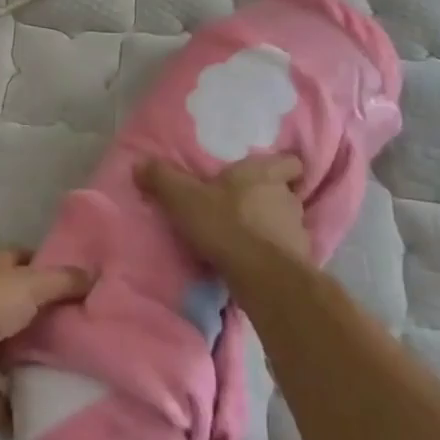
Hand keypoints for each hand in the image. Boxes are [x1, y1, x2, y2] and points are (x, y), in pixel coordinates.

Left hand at [0, 251, 91, 429]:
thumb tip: (94, 275)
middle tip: (82, 330)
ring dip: (28, 359)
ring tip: (70, 371)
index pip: (21, 261)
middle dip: (43, 317)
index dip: (47, 269)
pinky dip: (14, 406)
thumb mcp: (31, 283)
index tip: (77, 283)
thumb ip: (62, 281)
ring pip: (7, 348)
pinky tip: (43, 412)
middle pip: (16, 305)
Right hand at [137, 154, 310, 275]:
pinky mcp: (300, 263)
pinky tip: (254, 264)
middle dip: (268, 200)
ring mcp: (298, 231)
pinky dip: (274, 256)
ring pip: (287, 223)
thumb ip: (162, 179)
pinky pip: (287, 253)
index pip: (289, 162)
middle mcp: (287, 198)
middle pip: (285, 193)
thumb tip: (139, 163)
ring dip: (271, 229)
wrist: (262, 277)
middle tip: (244, 208)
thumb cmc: (225, 225)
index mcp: (264, 174)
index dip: (282, 167)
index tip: (267, 174)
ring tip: (247, 239)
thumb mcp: (184, 198)